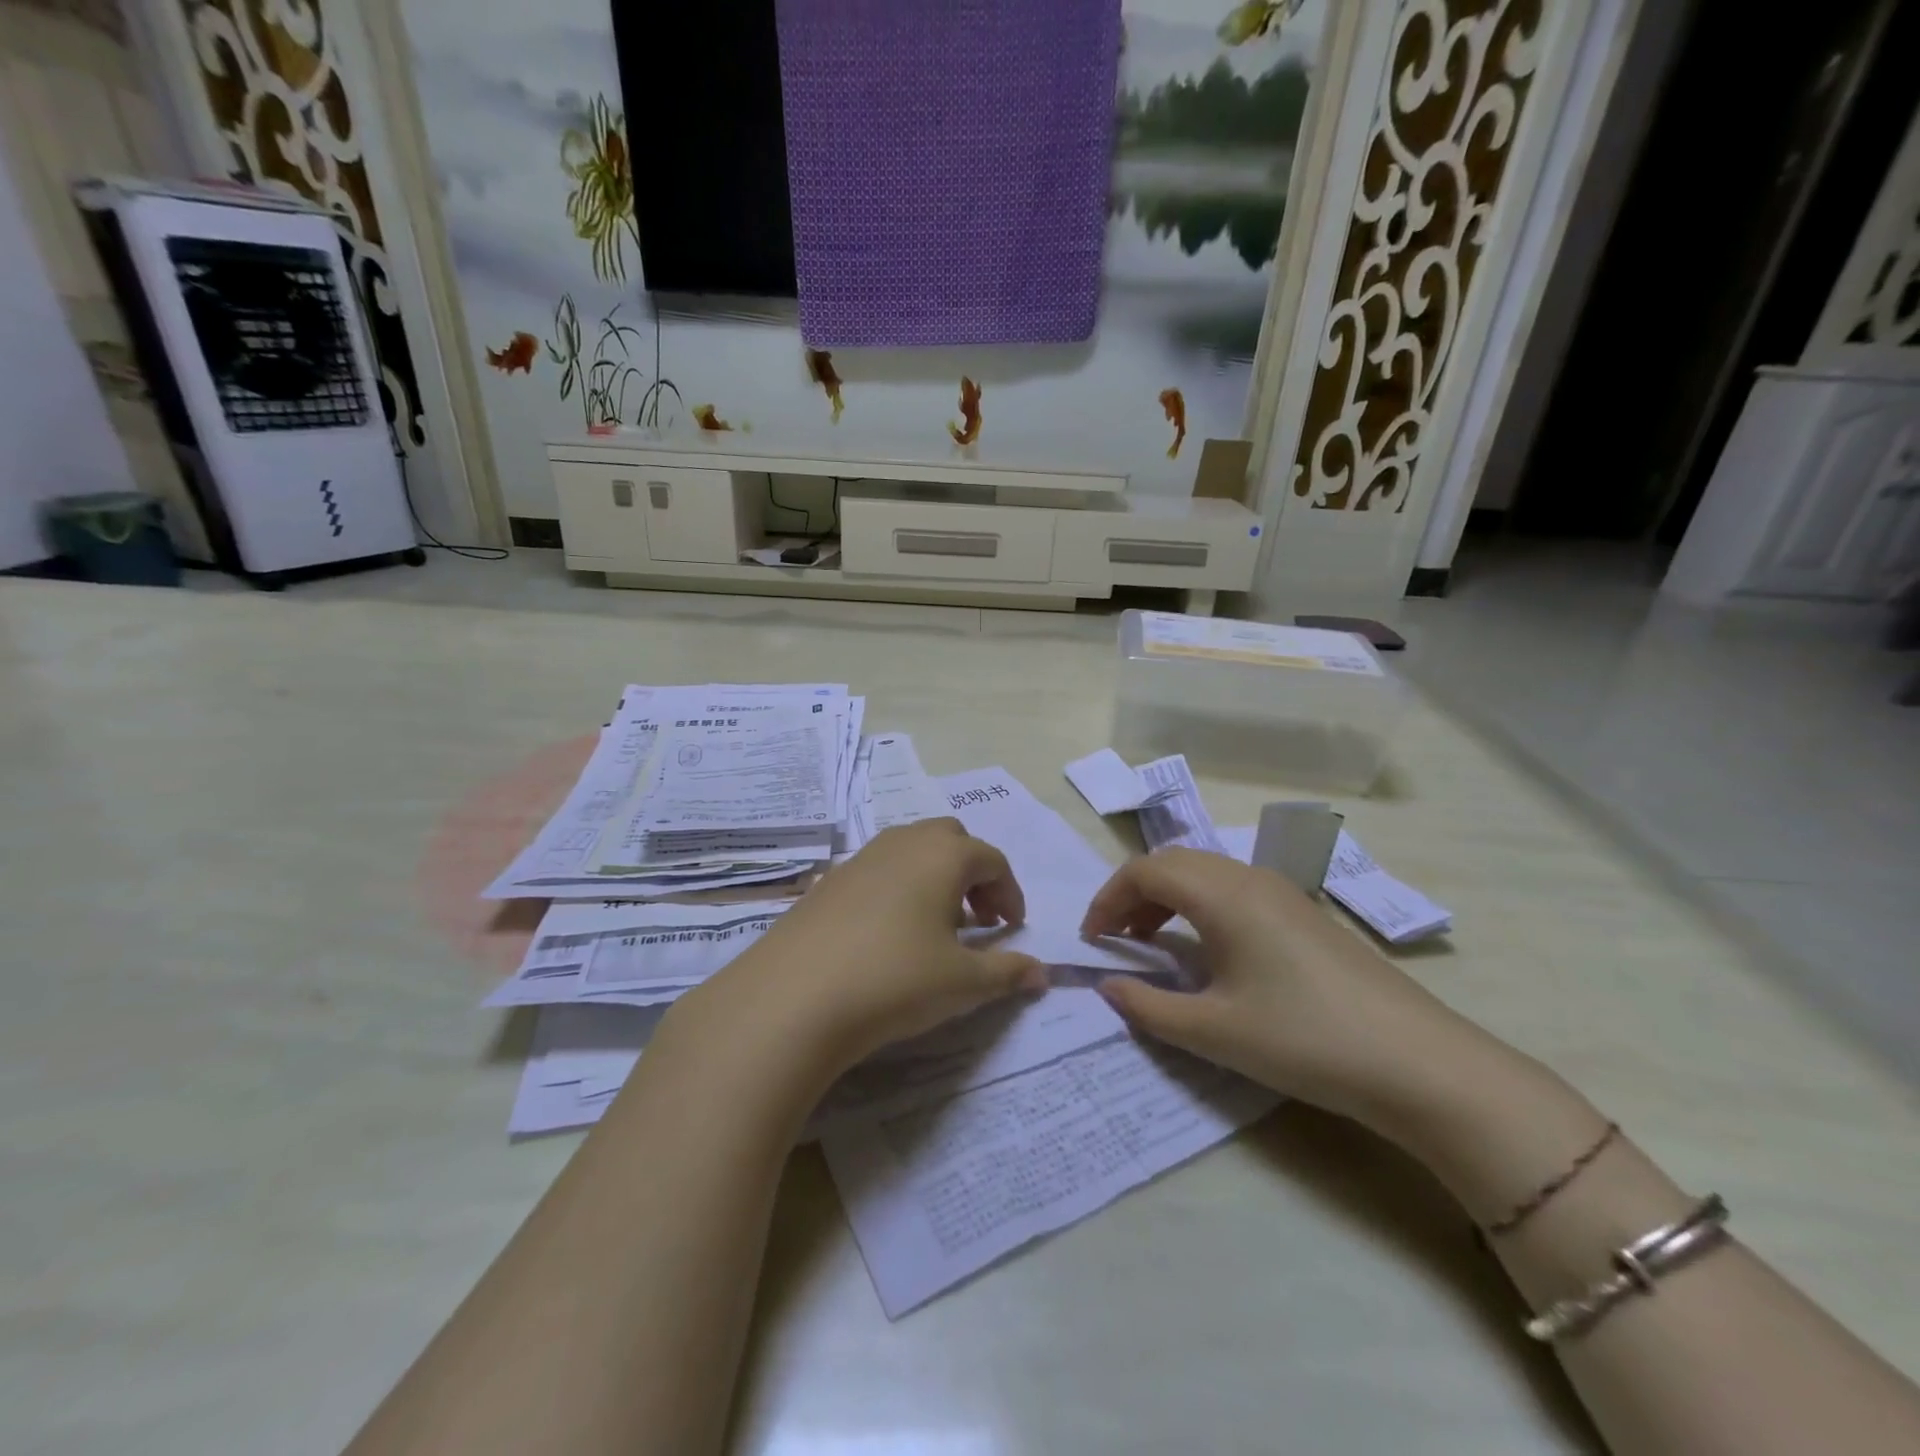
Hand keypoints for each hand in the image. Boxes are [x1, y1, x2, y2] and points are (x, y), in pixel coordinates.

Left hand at [687, 819, 1046, 1075]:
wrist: (794, 997)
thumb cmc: (895, 979)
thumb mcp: (963, 983)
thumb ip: (1008, 973)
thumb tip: (1042, 974)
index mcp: (943, 855)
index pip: (992, 860)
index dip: (1010, 893)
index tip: (1012, 930)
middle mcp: (903, 843)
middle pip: (951, 840)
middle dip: (973, 875)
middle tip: (979, 921)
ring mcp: (860, 858)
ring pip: (911, 851)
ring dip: (935, 879)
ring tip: (935, 928)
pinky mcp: (828, 881)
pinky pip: (877, 871)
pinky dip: (898, 889)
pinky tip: (888, 936)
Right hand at [1083, 849, 1478, 1128]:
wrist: (1417, 1062)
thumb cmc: (1303, 1039)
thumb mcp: (1214, 1031)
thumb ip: (1148, 1007)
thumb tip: (1108, 986)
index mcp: (1222, 894)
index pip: (1145, 870)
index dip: (1108, 898)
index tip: (1091, 940)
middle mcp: (1248, 878)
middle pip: (1173, 862)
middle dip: (1133, 893)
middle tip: (1115, 938)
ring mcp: (1281, 892)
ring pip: (1204, 872)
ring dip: (1167, 897)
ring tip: (1152, 942)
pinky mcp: (1303, 914)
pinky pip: (1233, 889)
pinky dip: (1200, 905)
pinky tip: (1207, 950)